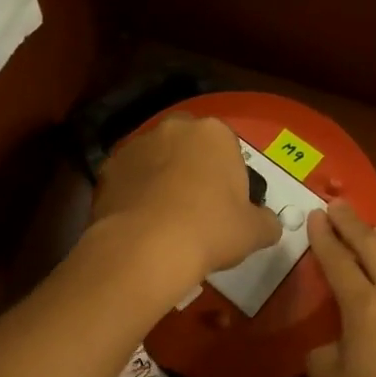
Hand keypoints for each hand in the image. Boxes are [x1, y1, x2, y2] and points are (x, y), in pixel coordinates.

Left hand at [90, 115, 281, 293]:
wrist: (145, 248)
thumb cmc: (210, 230)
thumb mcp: (254, 232)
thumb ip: (266, 222)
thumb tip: (268, 225)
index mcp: (214, 133)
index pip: (228, 148)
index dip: (229, 177)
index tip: (227, 206)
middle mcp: (174, 128)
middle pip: (189, 147)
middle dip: (193, 169)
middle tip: (197, 209)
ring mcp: (136, 145)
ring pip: (156, 159)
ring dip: (161, 179)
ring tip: (164, 219)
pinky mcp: (107, 169)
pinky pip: (129, 179)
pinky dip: (135, 194)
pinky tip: (141, 223)